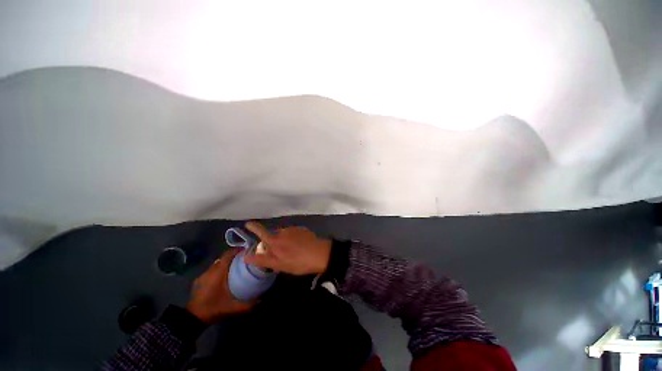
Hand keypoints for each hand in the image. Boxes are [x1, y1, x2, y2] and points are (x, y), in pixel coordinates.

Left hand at [186, 248, 254, 323]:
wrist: (191, 319)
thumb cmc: (212, 308)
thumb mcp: (232, 308)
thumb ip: (247, 305)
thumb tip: (261, 300)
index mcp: (218, 272)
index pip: (228, 254)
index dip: (237, 250)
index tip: (247, 250)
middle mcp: (210, 270)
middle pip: (223, 258)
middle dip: (233, 257)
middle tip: (244, 260)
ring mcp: (203, 275)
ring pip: (217, 264)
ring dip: (226, 264)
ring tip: (236, 268)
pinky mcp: (199, 281)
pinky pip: (212, 270)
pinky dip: (219, 270)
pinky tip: (224, 278)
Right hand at [244, 222, 331, 275]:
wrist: (320, 253)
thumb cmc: (299, 262)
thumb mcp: (280, 265)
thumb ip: (263, 260)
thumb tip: (246, 257)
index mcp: (276, 241)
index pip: (261, 232)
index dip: (254, 228)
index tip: (248, 224)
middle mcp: (283, 232)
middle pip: (273, 236)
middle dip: (274, 243)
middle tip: (282, 254)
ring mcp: (293, 229)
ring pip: (284, 235)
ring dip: (284, 241)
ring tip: (293, 252)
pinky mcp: (301, 229)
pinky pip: (293, 233)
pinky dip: (293, 238)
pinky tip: (300, 246)